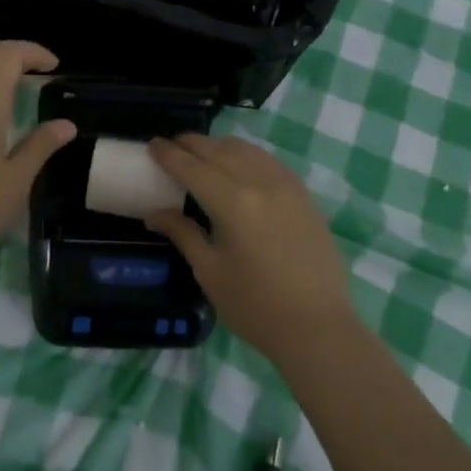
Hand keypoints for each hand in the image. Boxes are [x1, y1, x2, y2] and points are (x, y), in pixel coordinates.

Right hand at [145, 134, 354, 362]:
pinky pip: (269, 161)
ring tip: (202, 152)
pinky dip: (247, 155)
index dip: (169, 154)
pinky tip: (239, 165)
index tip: (152, 144)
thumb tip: (153, 214)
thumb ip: (183, 234)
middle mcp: (259, 183)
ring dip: (219, 146)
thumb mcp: (210, 271)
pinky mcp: (304, 195)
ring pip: (247, 150)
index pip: (192, 167)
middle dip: (192, 144)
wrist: (317, 326)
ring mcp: (287, 186)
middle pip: (219, 150)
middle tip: (172, 146)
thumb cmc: (255, 306)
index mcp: (232, 202)